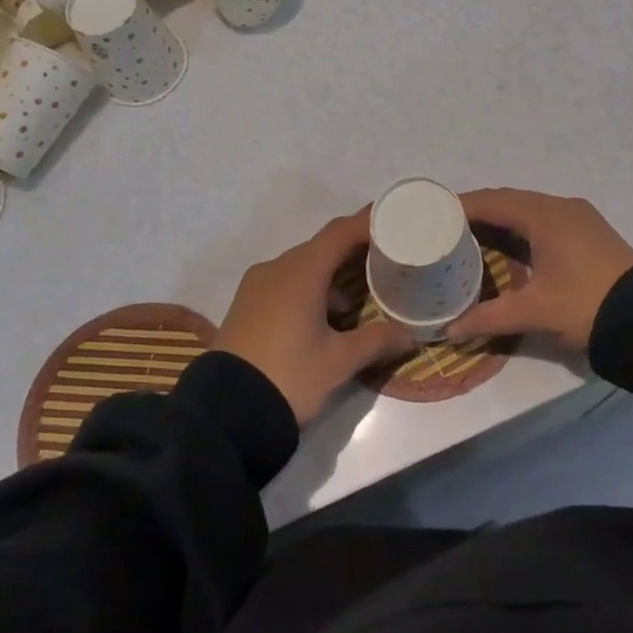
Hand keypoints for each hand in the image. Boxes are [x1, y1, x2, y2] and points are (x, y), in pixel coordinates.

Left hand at [216, 208, 416, 425]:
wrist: (224, 414)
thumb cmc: (289, 376)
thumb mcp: (339, 362)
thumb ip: (376, 341)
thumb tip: (409, 334)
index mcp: (302, 271)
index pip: (340, 232)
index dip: (367, 222)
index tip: (392, 218)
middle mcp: (277, 268)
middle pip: (321, 247)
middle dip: (352, 251)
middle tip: (383, 260)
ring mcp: (256, 286)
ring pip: (301, 267)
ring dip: (329, 275)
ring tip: (355, 300)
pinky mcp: (245, 305)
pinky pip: (283, 283)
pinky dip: (308, 289)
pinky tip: (322, 319)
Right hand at [447, 190, 632, 350]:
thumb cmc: (586, 306)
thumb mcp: (535, 312)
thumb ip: (488, 317)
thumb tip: (448, 330)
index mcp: (545, 215)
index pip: (492, 201)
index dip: (460, 206)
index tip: (432, 216)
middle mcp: (560, 206)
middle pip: (509, 200)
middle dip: (477, 212)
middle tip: (445, 229)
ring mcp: (578, 217)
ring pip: (528, 209)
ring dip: (500, 219)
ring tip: (469, 238)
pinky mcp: (589, 231)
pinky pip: (544, 219)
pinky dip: (520, 227)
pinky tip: (507, 247)